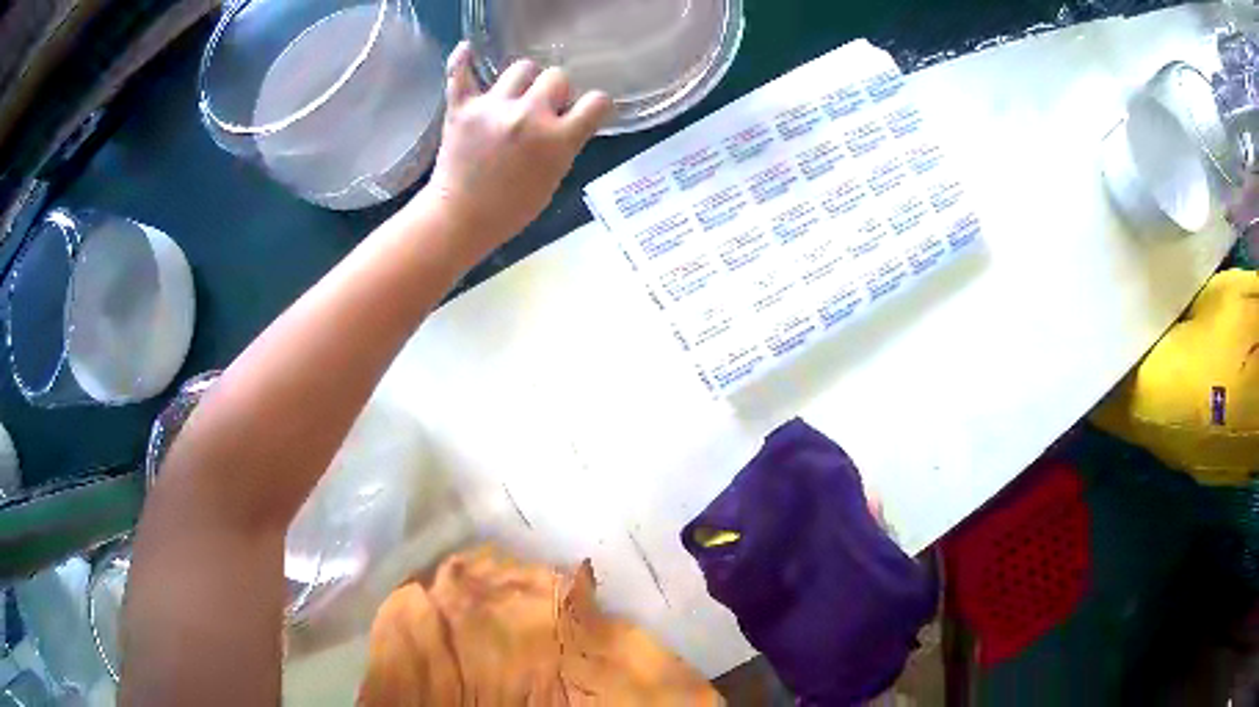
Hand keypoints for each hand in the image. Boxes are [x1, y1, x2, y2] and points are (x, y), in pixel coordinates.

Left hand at [418, 42, 611, 260]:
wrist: (460, 219)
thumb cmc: (511, 209)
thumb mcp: (554, 179)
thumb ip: (564, 144)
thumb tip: (566, 119)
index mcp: (558, 140)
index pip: (596, 102)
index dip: (595, 105)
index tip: (587, 111)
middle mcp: (529, 116)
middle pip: (557, 76)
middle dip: (556, 91)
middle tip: (544, 109)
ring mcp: (492, 108)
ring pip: (521, 67)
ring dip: (524, 80)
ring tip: (514, 96)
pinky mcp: (461, 108)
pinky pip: (460, 72)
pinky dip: (463, 60)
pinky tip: (468, 50)